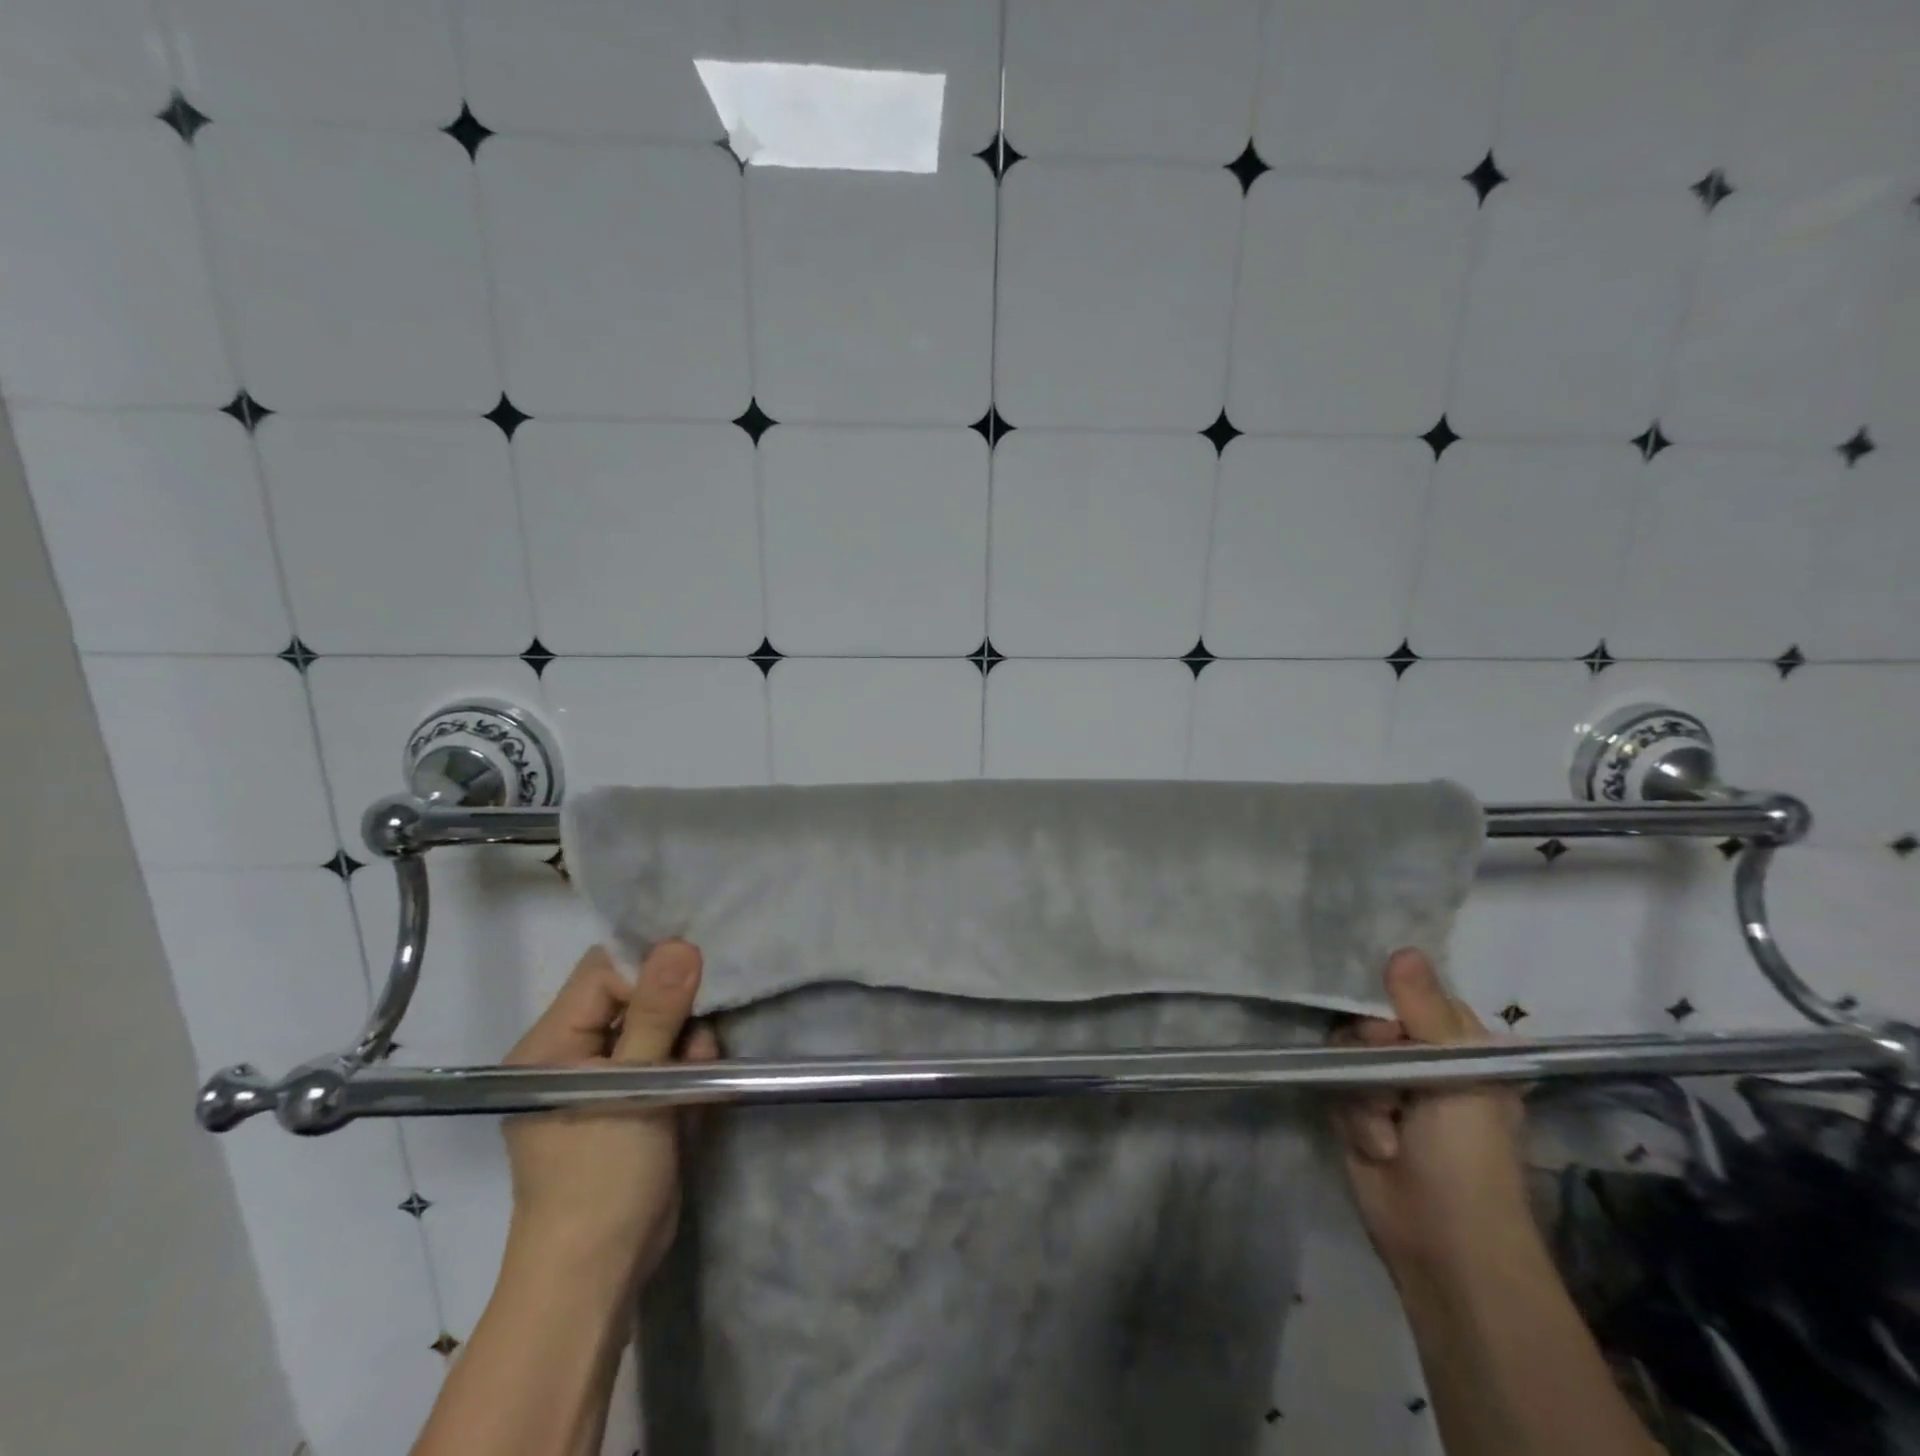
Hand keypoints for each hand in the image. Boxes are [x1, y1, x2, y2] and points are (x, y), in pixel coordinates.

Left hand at [500, 940, 716, 1287]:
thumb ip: (656, 1013)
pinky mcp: (630, 1102)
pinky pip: (666, 1063)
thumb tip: (681, 944)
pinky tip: (692, 1103)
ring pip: (659, 1029)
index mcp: (551, 1045)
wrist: (598, 1277)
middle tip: (692, 1050)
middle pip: (634, 997)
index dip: (647, 976)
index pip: (603, 973)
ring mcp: (603, 1080)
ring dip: (686, 1047)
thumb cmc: (601, 1179)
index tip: (687, 999)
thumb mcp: (632, 1089)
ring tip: (692, 1083)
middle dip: (675, 1015)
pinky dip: (686, 1073)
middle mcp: (572, 1055)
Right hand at [1330, 949, 1528, 1276]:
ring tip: (1386, 1131)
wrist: (1443, 1242)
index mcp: (1459, 1047)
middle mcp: (1420, 1060)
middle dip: (1369, 1052)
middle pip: (1367, 1020)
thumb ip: (1425, 1011)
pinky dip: (1349, 1115)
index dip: (1391, 1004)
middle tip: (1392, 1087)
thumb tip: (1403, 948)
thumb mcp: (1456, 1076)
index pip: (1410, 995)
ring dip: (1360, 1093)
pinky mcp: (1354, 1111)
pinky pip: (1331, 1084)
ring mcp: (1385, 1086)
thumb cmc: (1468, 1156)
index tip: (1389, 1028)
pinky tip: (1375, 1145)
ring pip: (1343, 1051)